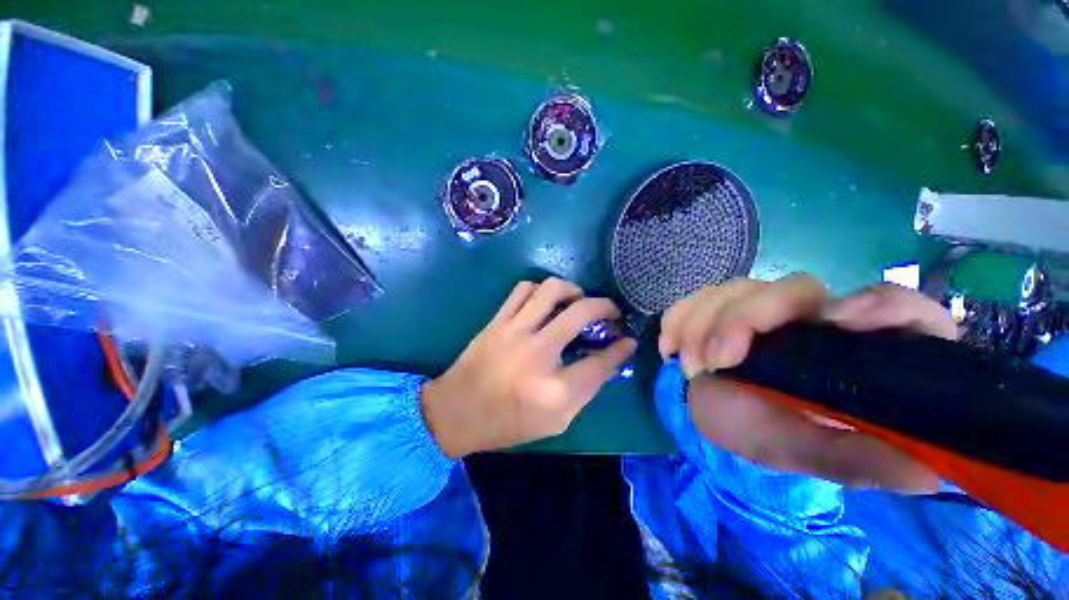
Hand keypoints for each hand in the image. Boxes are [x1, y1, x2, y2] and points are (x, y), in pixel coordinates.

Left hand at [422, 278, 636, 457]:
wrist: (457, 412)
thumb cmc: (509, 422)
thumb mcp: (556, 420)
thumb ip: (586, 388)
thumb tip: (611, 357)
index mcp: (556, 389)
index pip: (602, 360)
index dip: (622, 347)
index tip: (628, 338)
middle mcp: (538, 351)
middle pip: (582, 312)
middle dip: (605, 306)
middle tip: (610, 311)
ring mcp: (515, 330)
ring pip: (551, 289)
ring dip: (572, 290)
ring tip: (577, 301)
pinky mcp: (498, 320)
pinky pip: (523, 289)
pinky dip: (541, 289)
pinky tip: (545, 301)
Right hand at [659, 274, 956, 491]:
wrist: (722, 419)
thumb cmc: (772, 437)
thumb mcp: (814, 455)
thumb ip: (858, 459)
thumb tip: (927, 471)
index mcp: (853, 351)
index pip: (896, 309)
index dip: (878, 305)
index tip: (836, 321)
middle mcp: (813, 319)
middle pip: (793, 288)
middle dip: (743, 319)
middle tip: (713, 361)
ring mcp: (763, 309)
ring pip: (735, 289)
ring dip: (701, 323)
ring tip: (688, 365)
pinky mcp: (722, 309)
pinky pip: (696, 298)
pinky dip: (677, 318)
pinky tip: (669, 346)